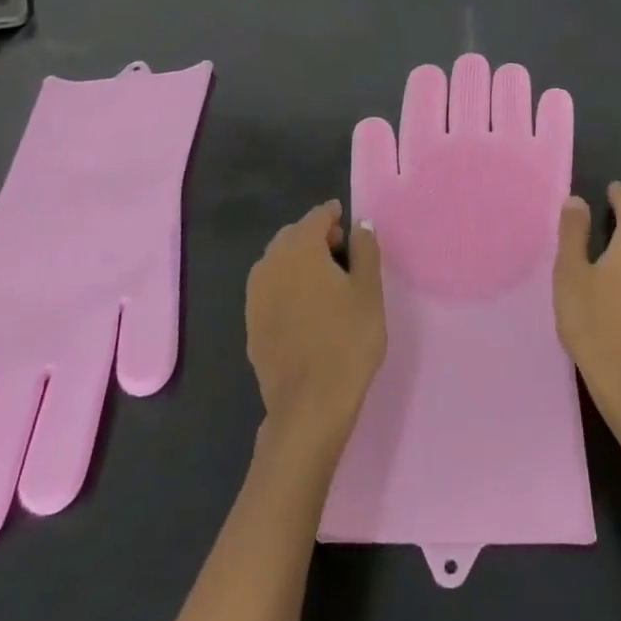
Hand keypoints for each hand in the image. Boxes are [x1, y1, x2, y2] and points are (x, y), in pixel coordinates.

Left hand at [246, 201, 385, 449]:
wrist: (309, 405)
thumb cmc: (347, 340)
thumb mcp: (368, 291)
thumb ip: (365, 250)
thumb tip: (360, 224)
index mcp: (300, 249)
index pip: (317, 217)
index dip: (334, 215)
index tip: (348, 220)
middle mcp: (270, 264)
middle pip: (293, 236)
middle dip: (316, 235)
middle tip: (342, 251)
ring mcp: (255, 295)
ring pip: (277, 262)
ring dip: (299, 260)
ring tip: (325, 280)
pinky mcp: (251, 323)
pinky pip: (270, 288)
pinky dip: (287, 284)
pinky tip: (305, 305)